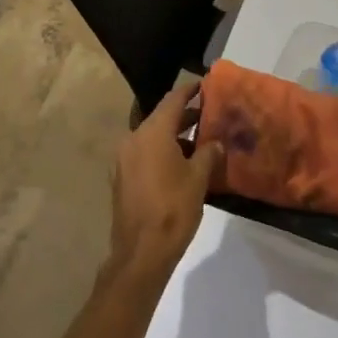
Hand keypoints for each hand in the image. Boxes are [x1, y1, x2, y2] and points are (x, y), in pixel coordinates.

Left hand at [105, 80, 223, 290]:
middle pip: (161, 117)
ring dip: (173, 135)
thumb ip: (209, 153)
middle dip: (184, 115)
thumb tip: (216, 143)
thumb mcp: (198, 179)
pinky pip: (144, 153)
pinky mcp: (121, 178)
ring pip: (152, 136)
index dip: (189, 90)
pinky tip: (180, 163)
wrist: (140, 254)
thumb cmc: (173, 209)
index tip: (204, 84)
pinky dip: (161, 151)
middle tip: (208, 114)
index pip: (173, 100)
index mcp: (152, 133)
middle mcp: (133, 139)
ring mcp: (123, 159)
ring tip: (199, 141)